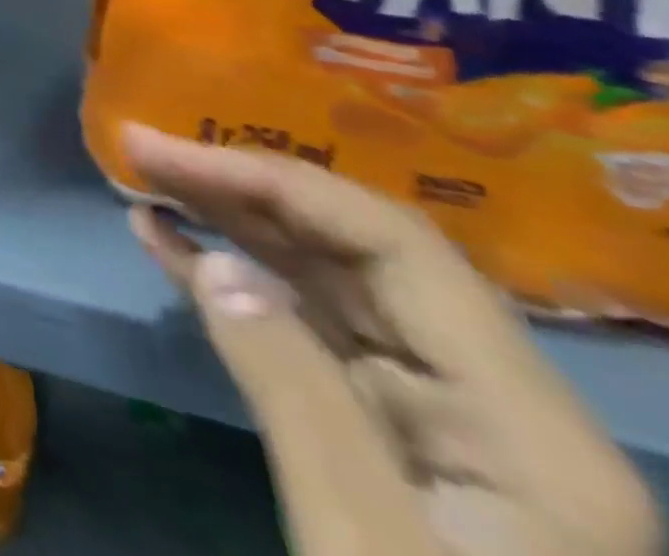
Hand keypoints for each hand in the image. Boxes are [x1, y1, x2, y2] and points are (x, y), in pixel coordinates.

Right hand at [123, 123, 663, 555]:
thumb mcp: (361, 544)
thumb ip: (293, 387)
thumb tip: (214, 263)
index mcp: (526, 422)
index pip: (390, 246)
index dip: (273, 182)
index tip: (170, 154)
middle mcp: (492, 397)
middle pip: (355, 253)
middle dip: (242, 192)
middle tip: (141, 150)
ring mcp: (436, 414)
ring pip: (324, 282)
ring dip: (229, 226)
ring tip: (143, 183)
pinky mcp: (383, 429)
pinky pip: (305, 330)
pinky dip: (232, 281)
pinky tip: (167, 244)